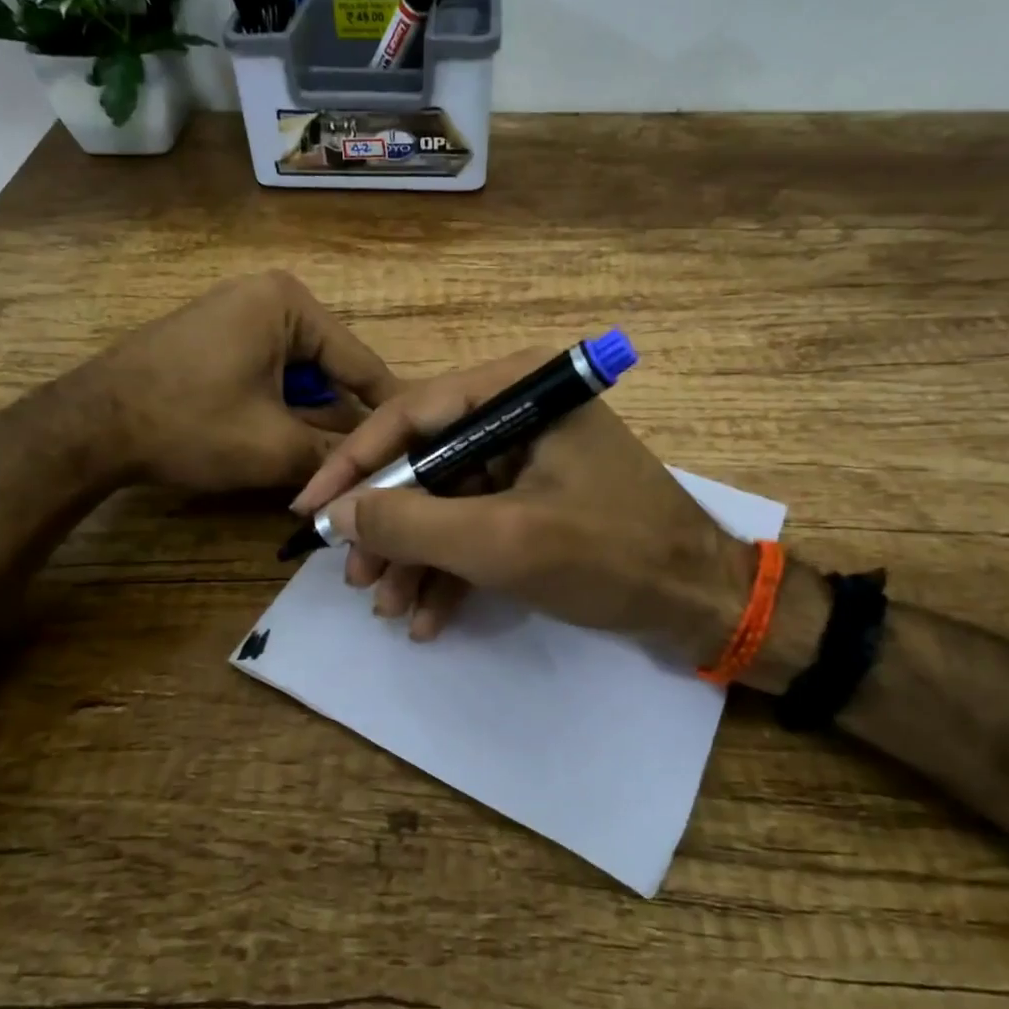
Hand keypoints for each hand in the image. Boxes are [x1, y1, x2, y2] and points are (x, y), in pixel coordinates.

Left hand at [67, 271, 398, 493]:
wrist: (88, 427)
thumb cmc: (189, 424)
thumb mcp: (274, 447)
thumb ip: (336, 457)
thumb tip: (378, 474)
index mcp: (289, 304)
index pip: (360, 362)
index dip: (389, 410)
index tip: (419, 444)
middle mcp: (266, 296)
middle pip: (329, 369)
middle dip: (341, 420)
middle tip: (364, 467)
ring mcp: (235, 313)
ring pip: (298, 376)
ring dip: (309, 419)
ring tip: (324, 464)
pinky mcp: (213, 337)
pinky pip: (267, 373)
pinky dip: (279, 409)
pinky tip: (280, 443)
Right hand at [290, 349, 754, 662]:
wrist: (700, 602)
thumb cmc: (610, 555)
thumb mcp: (502, 541)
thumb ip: (412, 522)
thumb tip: (336, 513)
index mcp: (517, 391)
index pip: (411, 414)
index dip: (353, 464)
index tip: (309, 509)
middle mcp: (518, 413)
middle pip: (425, 462)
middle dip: (389, 527)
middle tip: (357, 578)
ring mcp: (526, 459)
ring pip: (445, 501)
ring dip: (415, 557)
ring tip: (389, 608)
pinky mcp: (534, 499)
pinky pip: (475, 526)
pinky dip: (451, 569)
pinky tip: (429, 617)